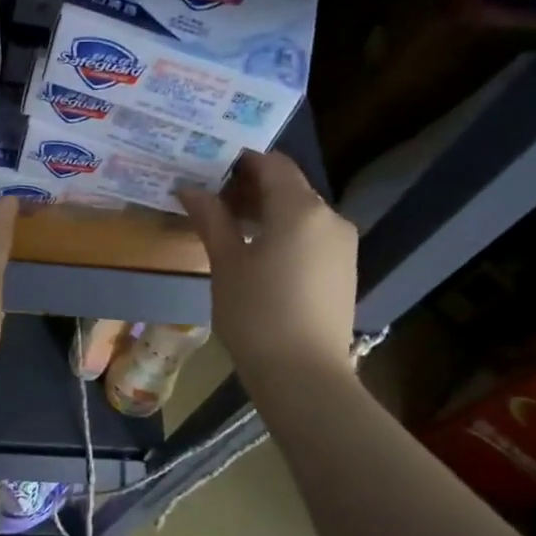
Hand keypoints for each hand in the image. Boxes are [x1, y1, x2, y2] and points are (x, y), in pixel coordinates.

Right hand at [177, 152, 358, 384]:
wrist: (304, 375)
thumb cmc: (256, 315)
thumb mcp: (226, 264)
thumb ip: (211, 219)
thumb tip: (190, 188)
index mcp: (300, 209)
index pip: (272, 164)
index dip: (240, 160)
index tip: (208, 166)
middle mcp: (329, 217)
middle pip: (288, 186)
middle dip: (250, 186)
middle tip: (211, 198)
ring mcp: (342, 244)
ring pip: (301, 212)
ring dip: (267, 210)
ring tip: (229, 226)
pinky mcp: (344, 269)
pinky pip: (311, 235)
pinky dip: (284, 231)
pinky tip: (258, 252)